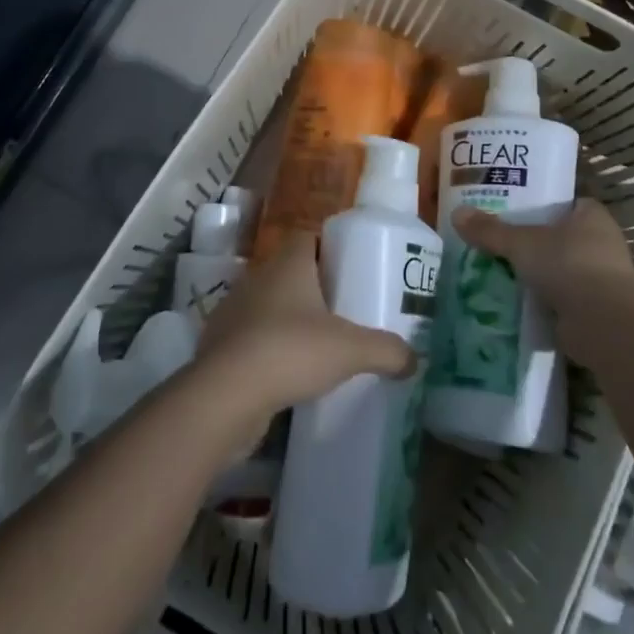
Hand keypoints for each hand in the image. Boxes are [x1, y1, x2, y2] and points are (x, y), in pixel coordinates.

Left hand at [196, 232, 415, 436]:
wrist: (225, 396)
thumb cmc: (291, 351)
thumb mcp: (351, 350)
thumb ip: (387, 351)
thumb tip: (414, 360)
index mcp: (287, 264)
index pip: (308, 237)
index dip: (330, 247)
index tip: (352, 268)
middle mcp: (257, 278)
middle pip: (289, 271)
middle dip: (315, 287)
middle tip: (344, 310)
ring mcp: (233, 310)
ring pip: (268, 305)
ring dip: (289, 319)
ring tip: (318, 345)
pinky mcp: (219, 345)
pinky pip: (251, 337)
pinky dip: (268, 349)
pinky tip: (287, 374)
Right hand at [450, 198, 633, 334]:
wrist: (602, 325)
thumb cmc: (568, 265)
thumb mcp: (521, 243)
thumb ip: (490, 230)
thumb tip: (456, 213)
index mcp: (591, 216)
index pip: (565, 202)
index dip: (540, 203)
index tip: (511, 207)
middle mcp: (601, 244)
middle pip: (559, 236)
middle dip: (532, 242)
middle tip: (496, 240)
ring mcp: (600, 279)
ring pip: (559, 269)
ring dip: (536, 274)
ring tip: (497, 271)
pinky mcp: (593, 310)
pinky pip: (560, 299)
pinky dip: (541, 302)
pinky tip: (512, 302)